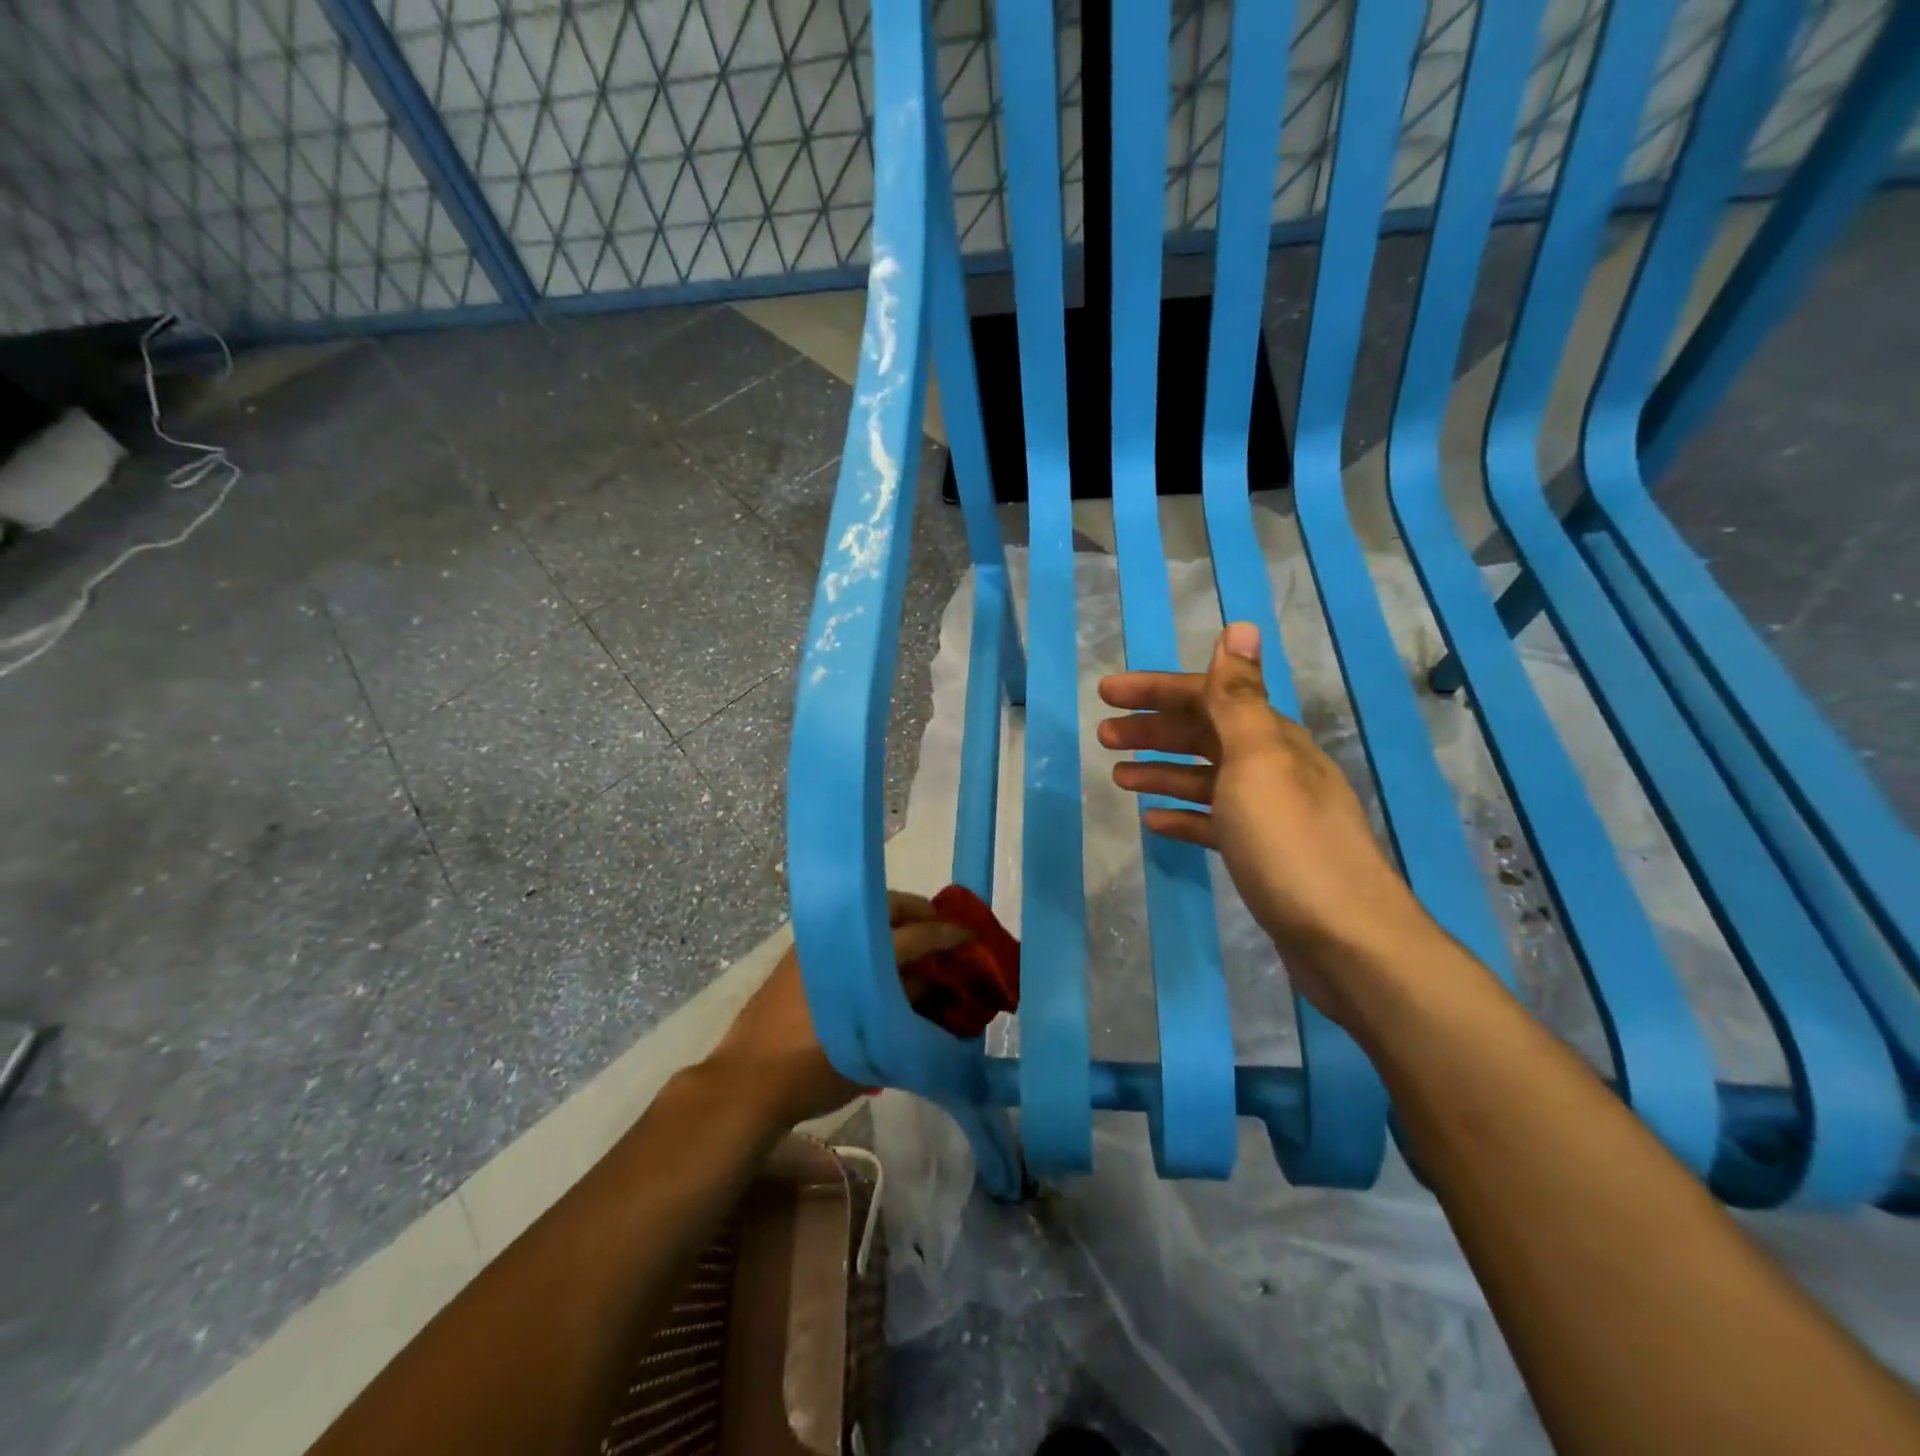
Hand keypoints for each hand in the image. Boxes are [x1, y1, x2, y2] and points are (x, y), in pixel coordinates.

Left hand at [707, 891, 968, 1127]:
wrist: (747, 1084)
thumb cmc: (815, 1071)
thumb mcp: (875, 1049)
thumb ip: (906, 1009)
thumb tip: (931, 983)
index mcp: (858, 958)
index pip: (914, 935)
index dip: (947, 934)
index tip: (969, 937)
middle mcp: (836, 939)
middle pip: (887, 907)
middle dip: (919, 913)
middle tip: (940, 931)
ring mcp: (812, 944)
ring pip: (864, 916)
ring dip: (892, 923)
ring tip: (913, 945)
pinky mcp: (796, 956)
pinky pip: (844, 932)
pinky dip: (867, 937)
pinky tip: (877, 961)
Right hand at [1098, 622, 1429, 1027]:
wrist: (1345, 939)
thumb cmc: (1289, 842)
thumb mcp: (1258, 760)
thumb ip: (1239, 697)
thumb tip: (1241, 626)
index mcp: (1270, 738)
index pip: (1207, 697)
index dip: (1156, 690)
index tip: (1107, 694)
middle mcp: (1272, 767)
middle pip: (1203, 735)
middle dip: (1153, 729)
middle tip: (1104, 736)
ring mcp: (1268, 813)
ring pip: (1205, 778)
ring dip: (1162, 770)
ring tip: (1119, 775)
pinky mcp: (1263, 854)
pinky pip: (1214, 822)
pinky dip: (1184, 815)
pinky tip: (1154, 821)